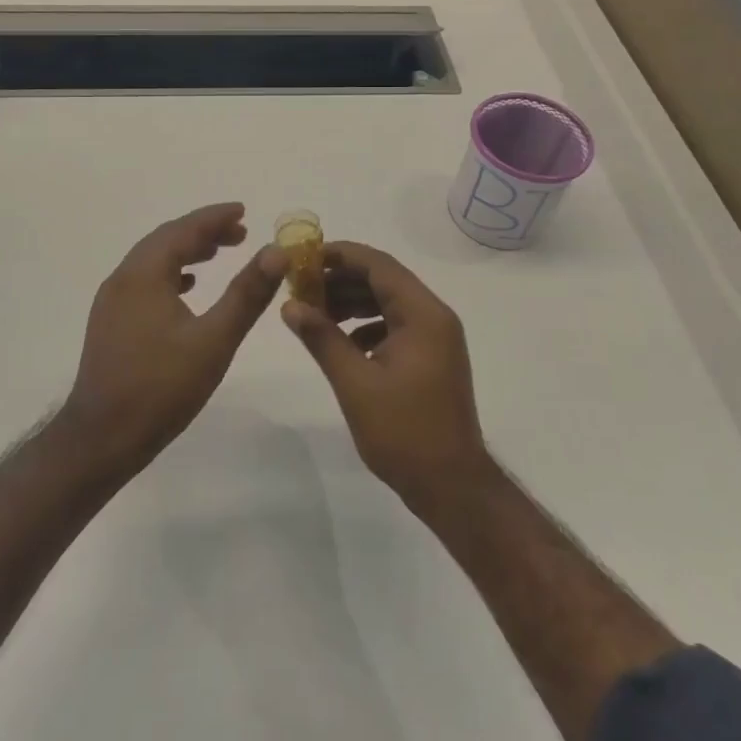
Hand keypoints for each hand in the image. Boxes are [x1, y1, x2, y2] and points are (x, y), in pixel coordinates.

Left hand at [65, 202, 287, 474]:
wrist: (102, 438)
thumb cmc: (161, 388)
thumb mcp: (214, 340)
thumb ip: (247, 293)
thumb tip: (276, 251)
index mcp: (143, 275)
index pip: (182, 230)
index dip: (214, 218)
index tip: (243, 211)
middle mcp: (123, 278)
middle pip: (165, 240)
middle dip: (202, 232)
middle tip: (240, 234)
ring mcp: (112, 301)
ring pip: (153, 261)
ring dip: (186, 252)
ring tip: (218, 254)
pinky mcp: (111, 322)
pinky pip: (144, 282)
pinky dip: (170, 274)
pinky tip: (188, 288)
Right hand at [281, 242, 493, 507]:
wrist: (451, 485)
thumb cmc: (404, 431)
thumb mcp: (355, 382)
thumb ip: (322, 337)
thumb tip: (289, 305)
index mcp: (423, 315)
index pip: (379, 265)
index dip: (340, 255)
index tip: (303, 257)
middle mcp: (434, 317)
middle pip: (384, 280)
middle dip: (341, 279)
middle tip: (301, 286)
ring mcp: (436, 338)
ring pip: (389, 302)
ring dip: (352, 302)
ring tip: (314, 312)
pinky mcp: (431, 358)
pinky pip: (395, 325)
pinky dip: (366, 325)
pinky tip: (341, 342)